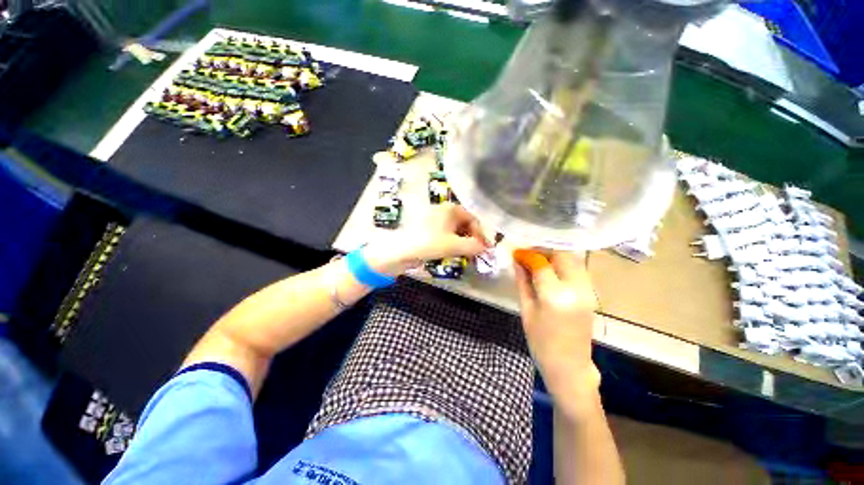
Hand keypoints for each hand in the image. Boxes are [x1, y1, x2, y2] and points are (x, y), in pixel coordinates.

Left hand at [364, 203, 489, 276]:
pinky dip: (452, 242)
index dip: (481, 233)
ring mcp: (435, 219)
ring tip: (466, 254)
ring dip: (463, 241)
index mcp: (451, 209)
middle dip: (472, 238)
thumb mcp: (454, 246)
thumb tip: (486, 248)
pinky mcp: (428, 229)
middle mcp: (443, 210)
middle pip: (465, 223)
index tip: (484, 248)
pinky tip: (453, 252)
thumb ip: (474, 246)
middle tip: (476, 252)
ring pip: (455, 229)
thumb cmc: (429, 243)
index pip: (473, 218)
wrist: (400, 251)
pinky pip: (446, 234)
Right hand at [514, 250, 600, 415]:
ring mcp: (588, 291)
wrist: (569, 367)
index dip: (527, 254)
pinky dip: (564, 264)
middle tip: (528, 254)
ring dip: (555, 255)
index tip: (517, 253)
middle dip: (543, 250)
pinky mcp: (592, 294)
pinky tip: (551, 270)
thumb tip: (517, 261)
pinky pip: (578, 269)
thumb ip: (523, 282)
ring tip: (538, 261)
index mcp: (556, 296)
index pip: (541, 263)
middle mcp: (576, 289)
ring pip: (573, 259)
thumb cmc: (541, 342)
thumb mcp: (526, 310)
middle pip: (562, 255)